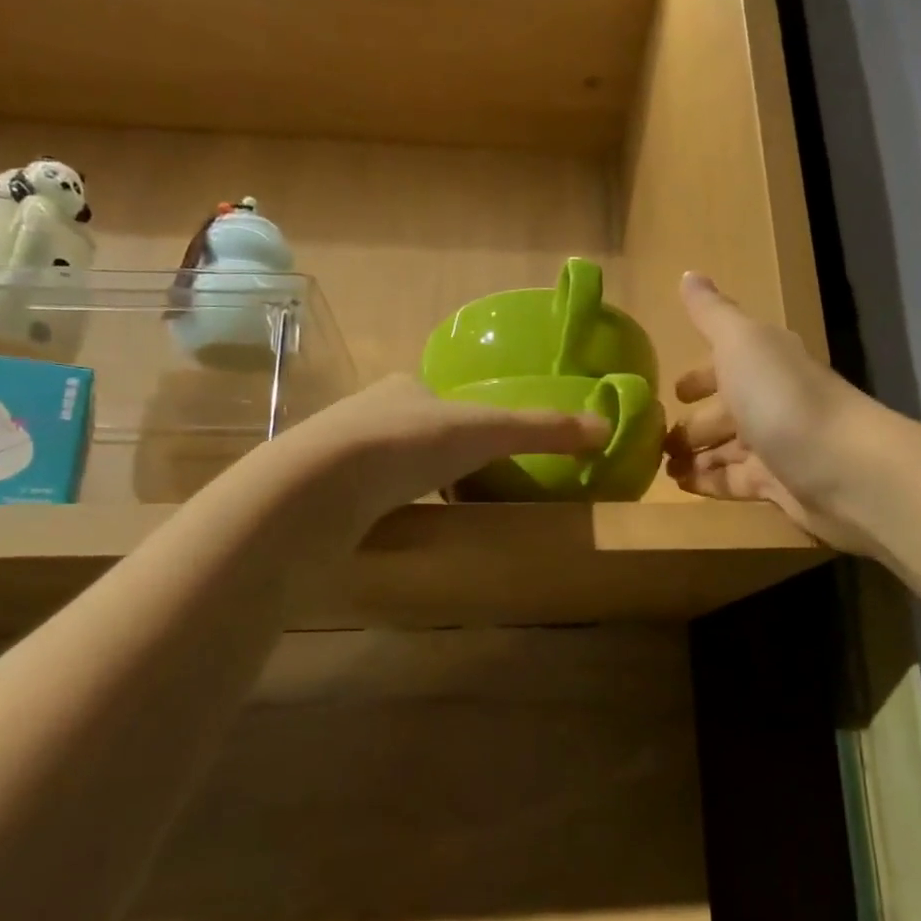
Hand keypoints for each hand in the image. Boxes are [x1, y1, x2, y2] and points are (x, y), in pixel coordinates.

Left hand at [276, 373, 609, 540]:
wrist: (321, 484)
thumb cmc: (410, 444)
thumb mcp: (487, 432)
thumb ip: (542, 430)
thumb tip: (605, 427)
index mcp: (403, 388)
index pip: (438, 398)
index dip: (464, 421)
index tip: (483, 451)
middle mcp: (364, 412)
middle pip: (410, 430)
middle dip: (433, 455)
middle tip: (462, 488)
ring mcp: (333, 452)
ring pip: (381, 464)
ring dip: (404, 484)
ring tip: (431, 515)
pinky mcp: (315, 492)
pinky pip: (357, 497)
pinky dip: (377, 510)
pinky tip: (392, 531)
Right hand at [665, 273, 892, 553]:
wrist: (846, 469)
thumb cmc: (783, 398)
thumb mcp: (741, 343)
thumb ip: (711, 314)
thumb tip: (688, 274)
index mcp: (765, 362)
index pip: (726, 364)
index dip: (699, 376)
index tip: (672, 392)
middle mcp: (773, 401)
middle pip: (726, 412)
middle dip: (693, 423)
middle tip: (654, 439)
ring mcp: (777, 446)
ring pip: (727, 449)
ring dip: (695, 456)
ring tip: (659, 467)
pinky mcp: (779, 485)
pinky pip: (734, 481)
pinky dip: (708, 482)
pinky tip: (681, 487)